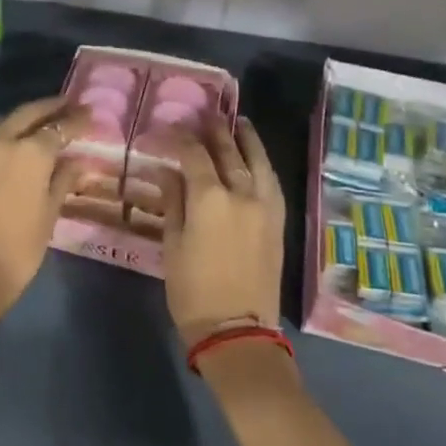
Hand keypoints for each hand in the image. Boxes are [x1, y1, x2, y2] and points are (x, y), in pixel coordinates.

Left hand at [0, 96, 88, 321]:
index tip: (90, 113)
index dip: (76, 120)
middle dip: (49, 107)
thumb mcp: (49, 214)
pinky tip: (12, 155)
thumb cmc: (19, 248)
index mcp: (30, 152)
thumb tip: (79, 163)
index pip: (59, 127)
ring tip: (40, 125)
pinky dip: (3, 144)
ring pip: (4, 127)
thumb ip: (64, 181)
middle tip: (67, 104)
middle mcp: (1, 143)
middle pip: (28, 114)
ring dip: (24, 122)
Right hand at [161, 118, 286, 346]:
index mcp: (209, 198)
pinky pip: (272, 182)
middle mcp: (241, 193)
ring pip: (258, 161)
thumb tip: (167, 172)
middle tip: (205, 114)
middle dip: (214, 131)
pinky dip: (263, 164)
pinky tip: (257, 159)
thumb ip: (173, 202)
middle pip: (228, 151)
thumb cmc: (193, 291)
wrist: (238, 331)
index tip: (168, 129)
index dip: (180, 138)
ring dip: (246, 139)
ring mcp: (265, 207)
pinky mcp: (278, 222)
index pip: (194, 155)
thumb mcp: (172, 245)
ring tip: (239, 122)